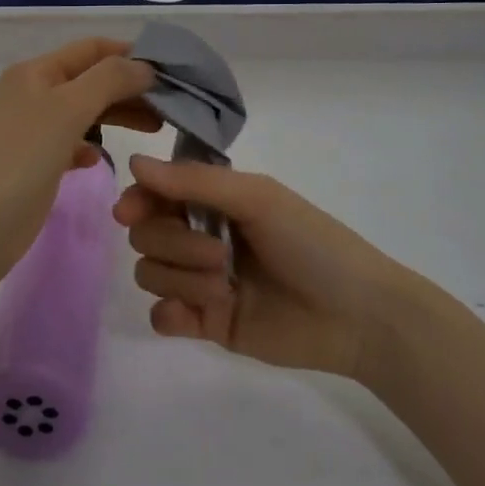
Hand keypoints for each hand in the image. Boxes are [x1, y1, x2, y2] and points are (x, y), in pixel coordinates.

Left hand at [0, 39, 159, 294]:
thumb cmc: (17, 161)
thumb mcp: (66, 110)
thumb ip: (109, 80)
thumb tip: (145, 65)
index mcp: (36, 72)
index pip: (93, 49)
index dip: (132, 54)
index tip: (174, 71)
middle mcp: (31, 94)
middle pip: (91, 79)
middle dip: (130, 87)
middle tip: (172, 107)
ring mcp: (29, 132)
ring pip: (83, 112)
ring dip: (117, 115)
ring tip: (154, 130)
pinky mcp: (30, 167)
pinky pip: (68, 144)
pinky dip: (90, 145)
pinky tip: (100, 160)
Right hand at [115, 156, 407, 378]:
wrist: (355, 315)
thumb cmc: (310, 243)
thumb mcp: (256, 198)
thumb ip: (193, 181)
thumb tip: (134, 162)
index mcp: (215, 201)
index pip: (156, 192)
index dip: (139, 200)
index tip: (129, 212)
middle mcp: (202, 235)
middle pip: (147, 235)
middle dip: (175, 244)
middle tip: (221, 256)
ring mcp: (202, 281)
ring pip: (151, 273)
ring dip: (182, 279)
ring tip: (227, 288)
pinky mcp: (207, 323)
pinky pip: (161, 316)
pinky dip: (171, 314)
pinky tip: (195, 317)